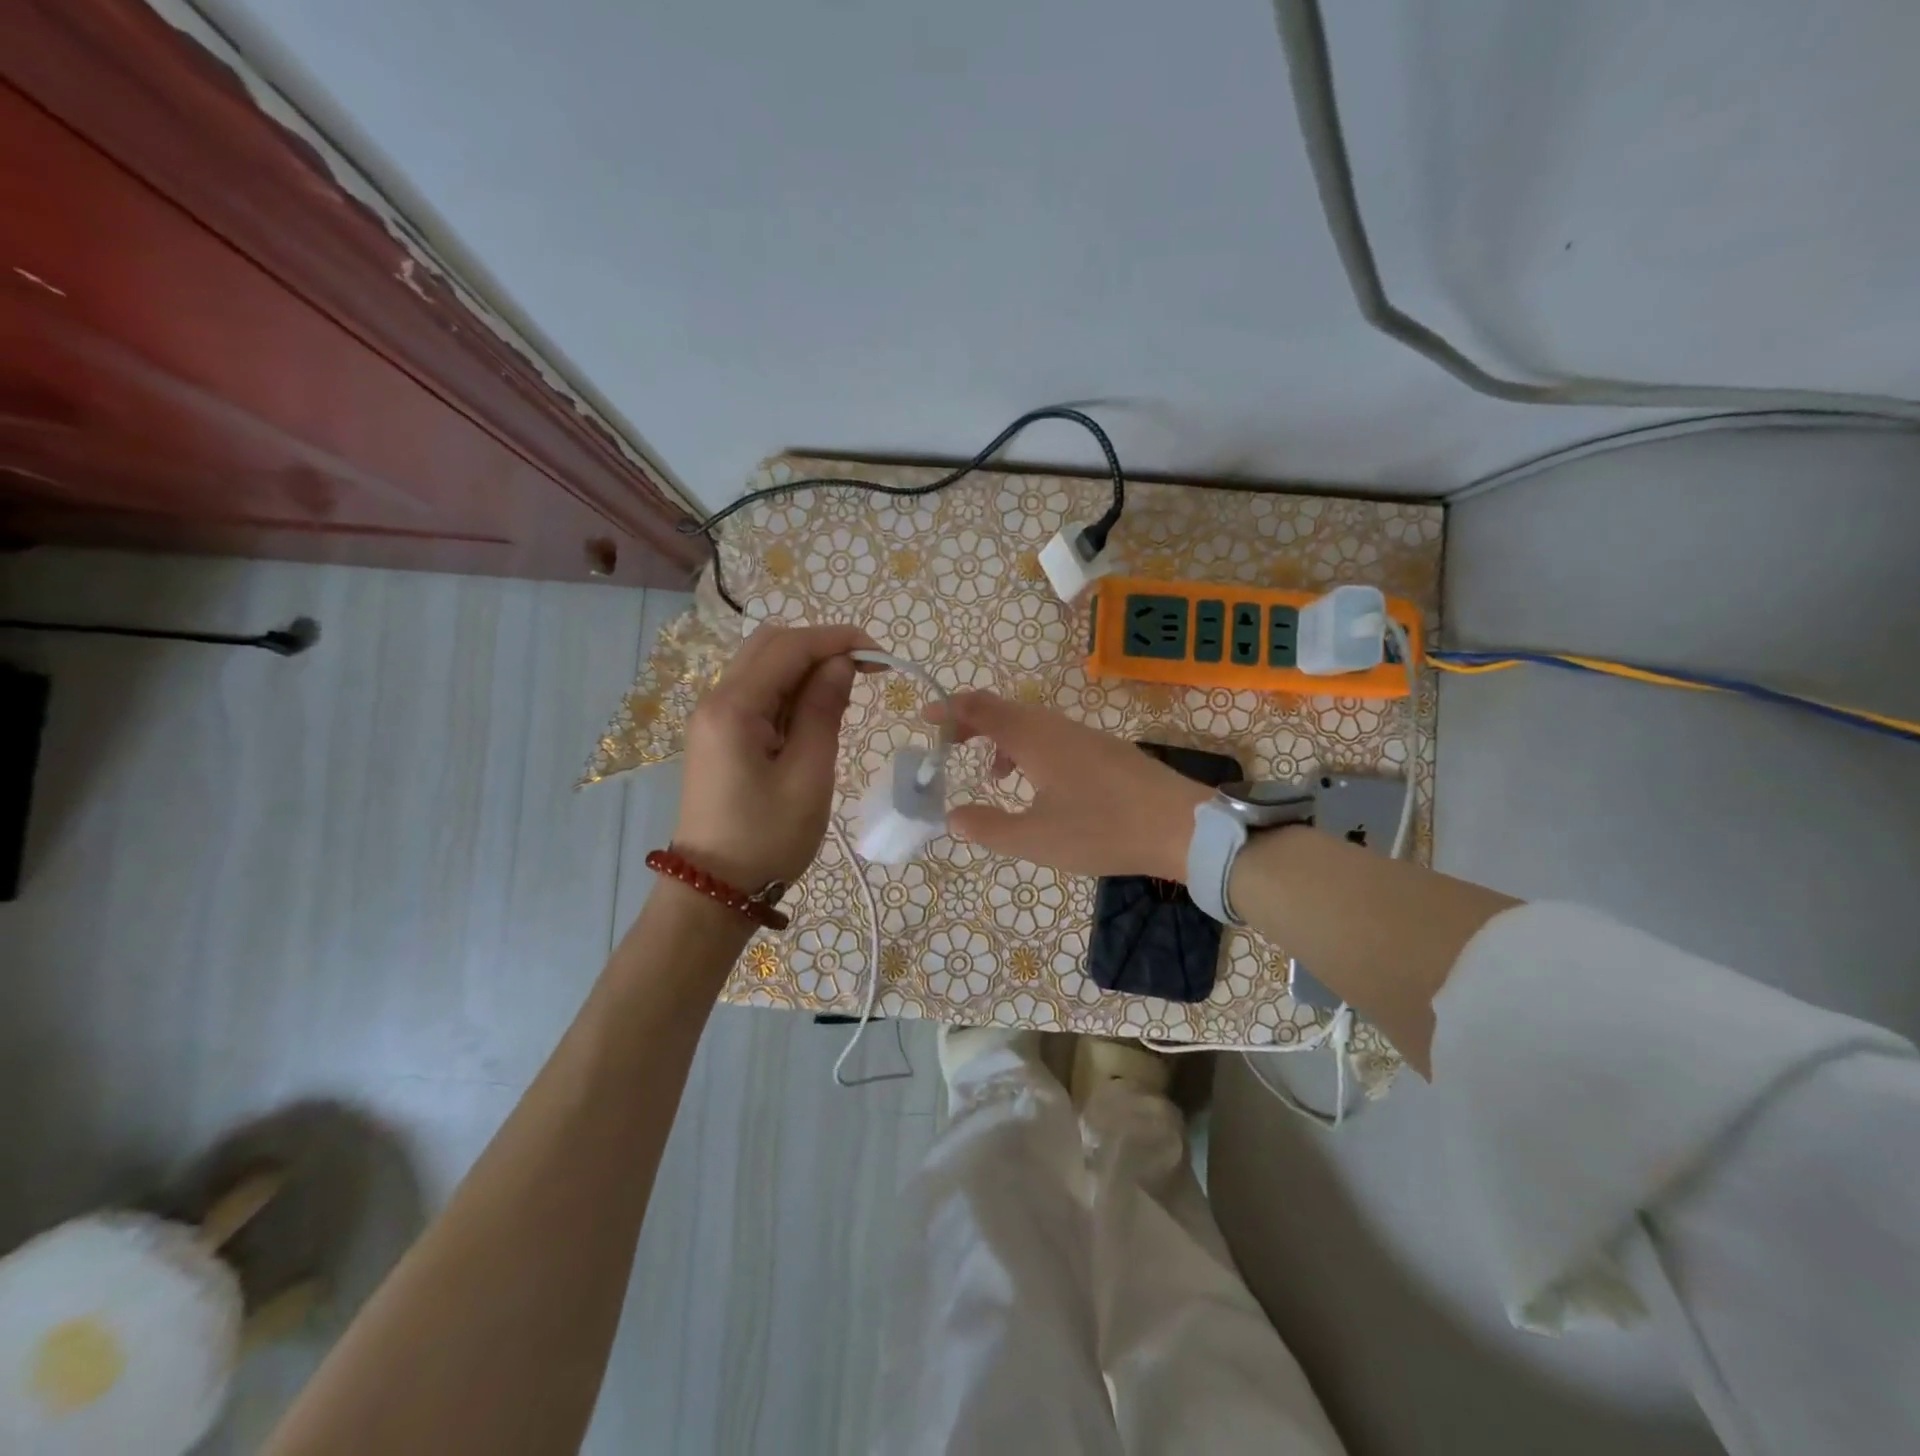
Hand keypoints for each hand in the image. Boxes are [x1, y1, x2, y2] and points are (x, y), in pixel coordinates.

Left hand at [675, 623, 876, 888]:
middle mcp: (715, 700)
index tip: (880, 655)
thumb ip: (823, 711)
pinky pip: (758, 694)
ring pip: (763, 666)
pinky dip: (790, 690)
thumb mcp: (808, 774)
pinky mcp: (719, 735)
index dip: (837, 640)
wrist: (715, 889)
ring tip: (846, 695)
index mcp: (734, 707)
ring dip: (806, 668)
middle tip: (865, 671)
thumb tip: (841, 664)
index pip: (789, 647)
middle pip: (770, 645)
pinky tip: (816, 713)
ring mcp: (713, 717)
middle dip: (821, 647)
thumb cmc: (768, 837)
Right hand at [933, 691, 1210, 881]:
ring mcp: (1084, 735)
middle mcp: (1056, 726)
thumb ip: (988, 827)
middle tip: (948, 746)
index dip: (949, 709)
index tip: (925, 718)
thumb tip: (952, 817)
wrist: (1181, 826)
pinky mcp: (1104, 750)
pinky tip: (1040, 786)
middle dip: (971, 723)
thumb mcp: (1035, 838)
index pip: (980, 707)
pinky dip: (1029, 750)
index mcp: (1034, 738)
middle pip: (1004, 710)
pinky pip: (1053, 737)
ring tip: (993, 775)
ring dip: (1002, 739)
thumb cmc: (1102, 829)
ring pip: (1031, 724)